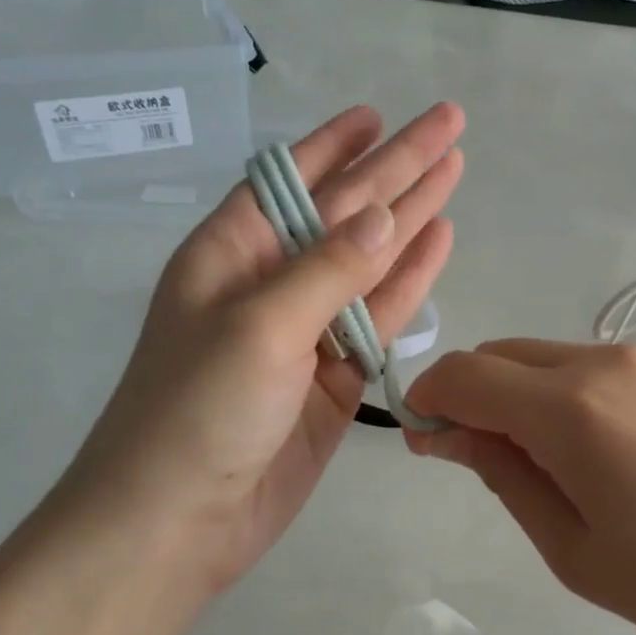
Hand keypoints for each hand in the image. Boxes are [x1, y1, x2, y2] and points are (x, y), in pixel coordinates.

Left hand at [54, 103, 464, 595]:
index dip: (334, 144)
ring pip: (371, 262)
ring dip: (412, 218)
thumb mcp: (257, 328)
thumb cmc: (196, 412)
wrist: (180, 521)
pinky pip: (380, 319)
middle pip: (344, 212)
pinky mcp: (336, 377)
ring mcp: (307, 331)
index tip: (377, 113)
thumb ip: (326, 271)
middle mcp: (270, 283)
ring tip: (454, 171)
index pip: (289, 180)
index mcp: (231, 254)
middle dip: (396, 168)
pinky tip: (438, 242)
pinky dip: (410, 283)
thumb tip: (386, 214)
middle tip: (449, 124)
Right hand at [404, 341, 635, 634]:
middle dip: (479, 393)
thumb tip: (448, 432)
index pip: (468, 374)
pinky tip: (634, 457)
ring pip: (566, 359)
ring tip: (572, 467)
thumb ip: (504, 475)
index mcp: (574, 408)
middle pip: (512, 353)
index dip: (431, 398)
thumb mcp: (574, 549)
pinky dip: (592, 397)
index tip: (425, 437)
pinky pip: (621, 370)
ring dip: (538, 396)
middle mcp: (616, 361)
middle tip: (489, 456)